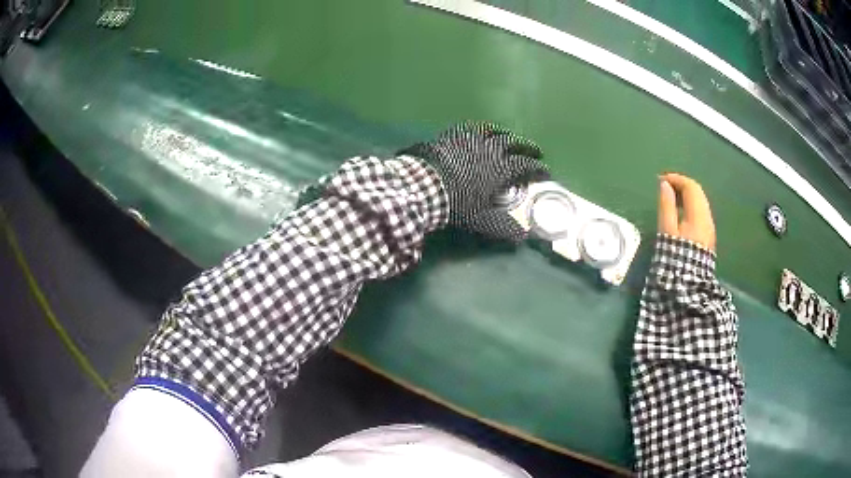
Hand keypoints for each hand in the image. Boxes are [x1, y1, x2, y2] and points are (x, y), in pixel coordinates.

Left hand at [401, 122, 549, 241]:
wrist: (425, 184)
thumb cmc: (456, 203)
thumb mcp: (482, 220)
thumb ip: (504, 227)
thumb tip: (523, 236)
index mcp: (502, 168)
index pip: (527, 166)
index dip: (539, 169)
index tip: (546, 172)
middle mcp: (492, 149)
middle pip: (515, 143)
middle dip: (528, 147)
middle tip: (534, 151)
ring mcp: (473, 139)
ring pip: (496, 132)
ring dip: (507, 135)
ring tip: (511, 138)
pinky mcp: (455, 134)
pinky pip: (473, 128)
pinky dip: (483, 131)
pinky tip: (480, 133)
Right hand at [658, 173, 715, 250]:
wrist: (688, 286)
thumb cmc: (675, 257)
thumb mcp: (667, 231)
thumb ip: (666, 206)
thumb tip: (665, 185)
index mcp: (698, 215)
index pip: (690, 186)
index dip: (676, 179)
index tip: (660, 180)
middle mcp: (707, 218)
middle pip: (698, 192)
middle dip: (681, 185)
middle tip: (665, 186)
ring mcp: (709, 227)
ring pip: (700, 201)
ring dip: (686, 195)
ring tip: (670, 198)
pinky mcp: (708, 236)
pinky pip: (701, 212)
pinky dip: (690, 205)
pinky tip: (680, 212)